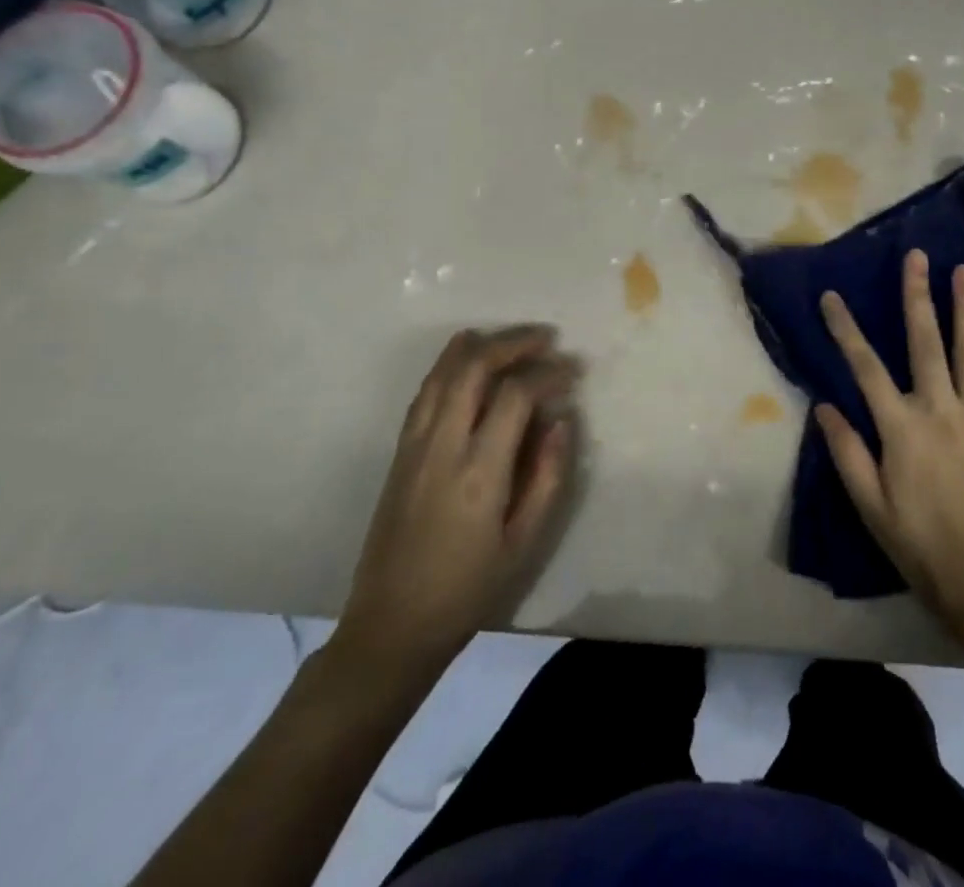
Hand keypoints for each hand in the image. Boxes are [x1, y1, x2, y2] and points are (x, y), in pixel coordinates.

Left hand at [330, 326, 577, 695]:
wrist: (391, 626)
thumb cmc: (468, 590)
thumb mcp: (524, 542)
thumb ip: (547, 476)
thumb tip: (561, 420)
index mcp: (479, 472)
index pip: (515, 396)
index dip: (548, 374)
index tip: (572, 373)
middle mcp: (442, 447)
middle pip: (474, 369)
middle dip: (513, 343)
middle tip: (546, 339)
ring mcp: (414, 446)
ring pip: (443, 373)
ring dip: (479, 345)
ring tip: (511, 337)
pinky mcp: (399, 453)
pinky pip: (425, 392)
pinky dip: (448, 364)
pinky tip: (464, 355)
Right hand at [816, 250, 963, 648]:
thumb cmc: (923, 549)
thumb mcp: (871, 508)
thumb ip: (848, 452)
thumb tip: (824, 406)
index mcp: (901, 428)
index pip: (864, 367)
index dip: (845, 329)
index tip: (832, 295)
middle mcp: (940, 410)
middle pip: (924, 343)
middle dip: (917, 296)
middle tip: (916, 256)